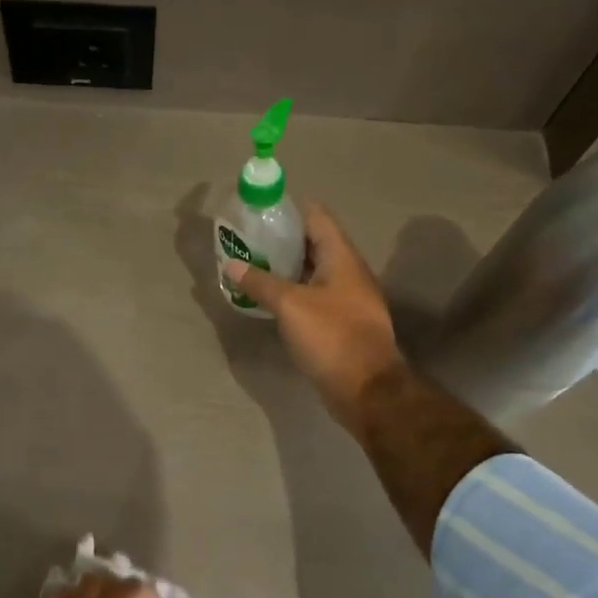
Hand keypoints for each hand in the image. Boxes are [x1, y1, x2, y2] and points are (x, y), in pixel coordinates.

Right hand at [223, 200, 406, 435]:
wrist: (367, 389)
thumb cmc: (332, 337)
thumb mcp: (290, 305)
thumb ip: (259, 282)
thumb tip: (230, 264)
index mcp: (342, 257)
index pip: (316, 216)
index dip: (288, 208)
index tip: (258, 210)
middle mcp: (348, 272)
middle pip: (313, 242)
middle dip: (281, 238)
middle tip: (247, 239)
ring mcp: (347, 298)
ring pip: (312, 271)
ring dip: (285, 266)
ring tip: (251, 265)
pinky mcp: (341, 322)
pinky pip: (313, 295)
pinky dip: (292, 291)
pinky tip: (269, 298)